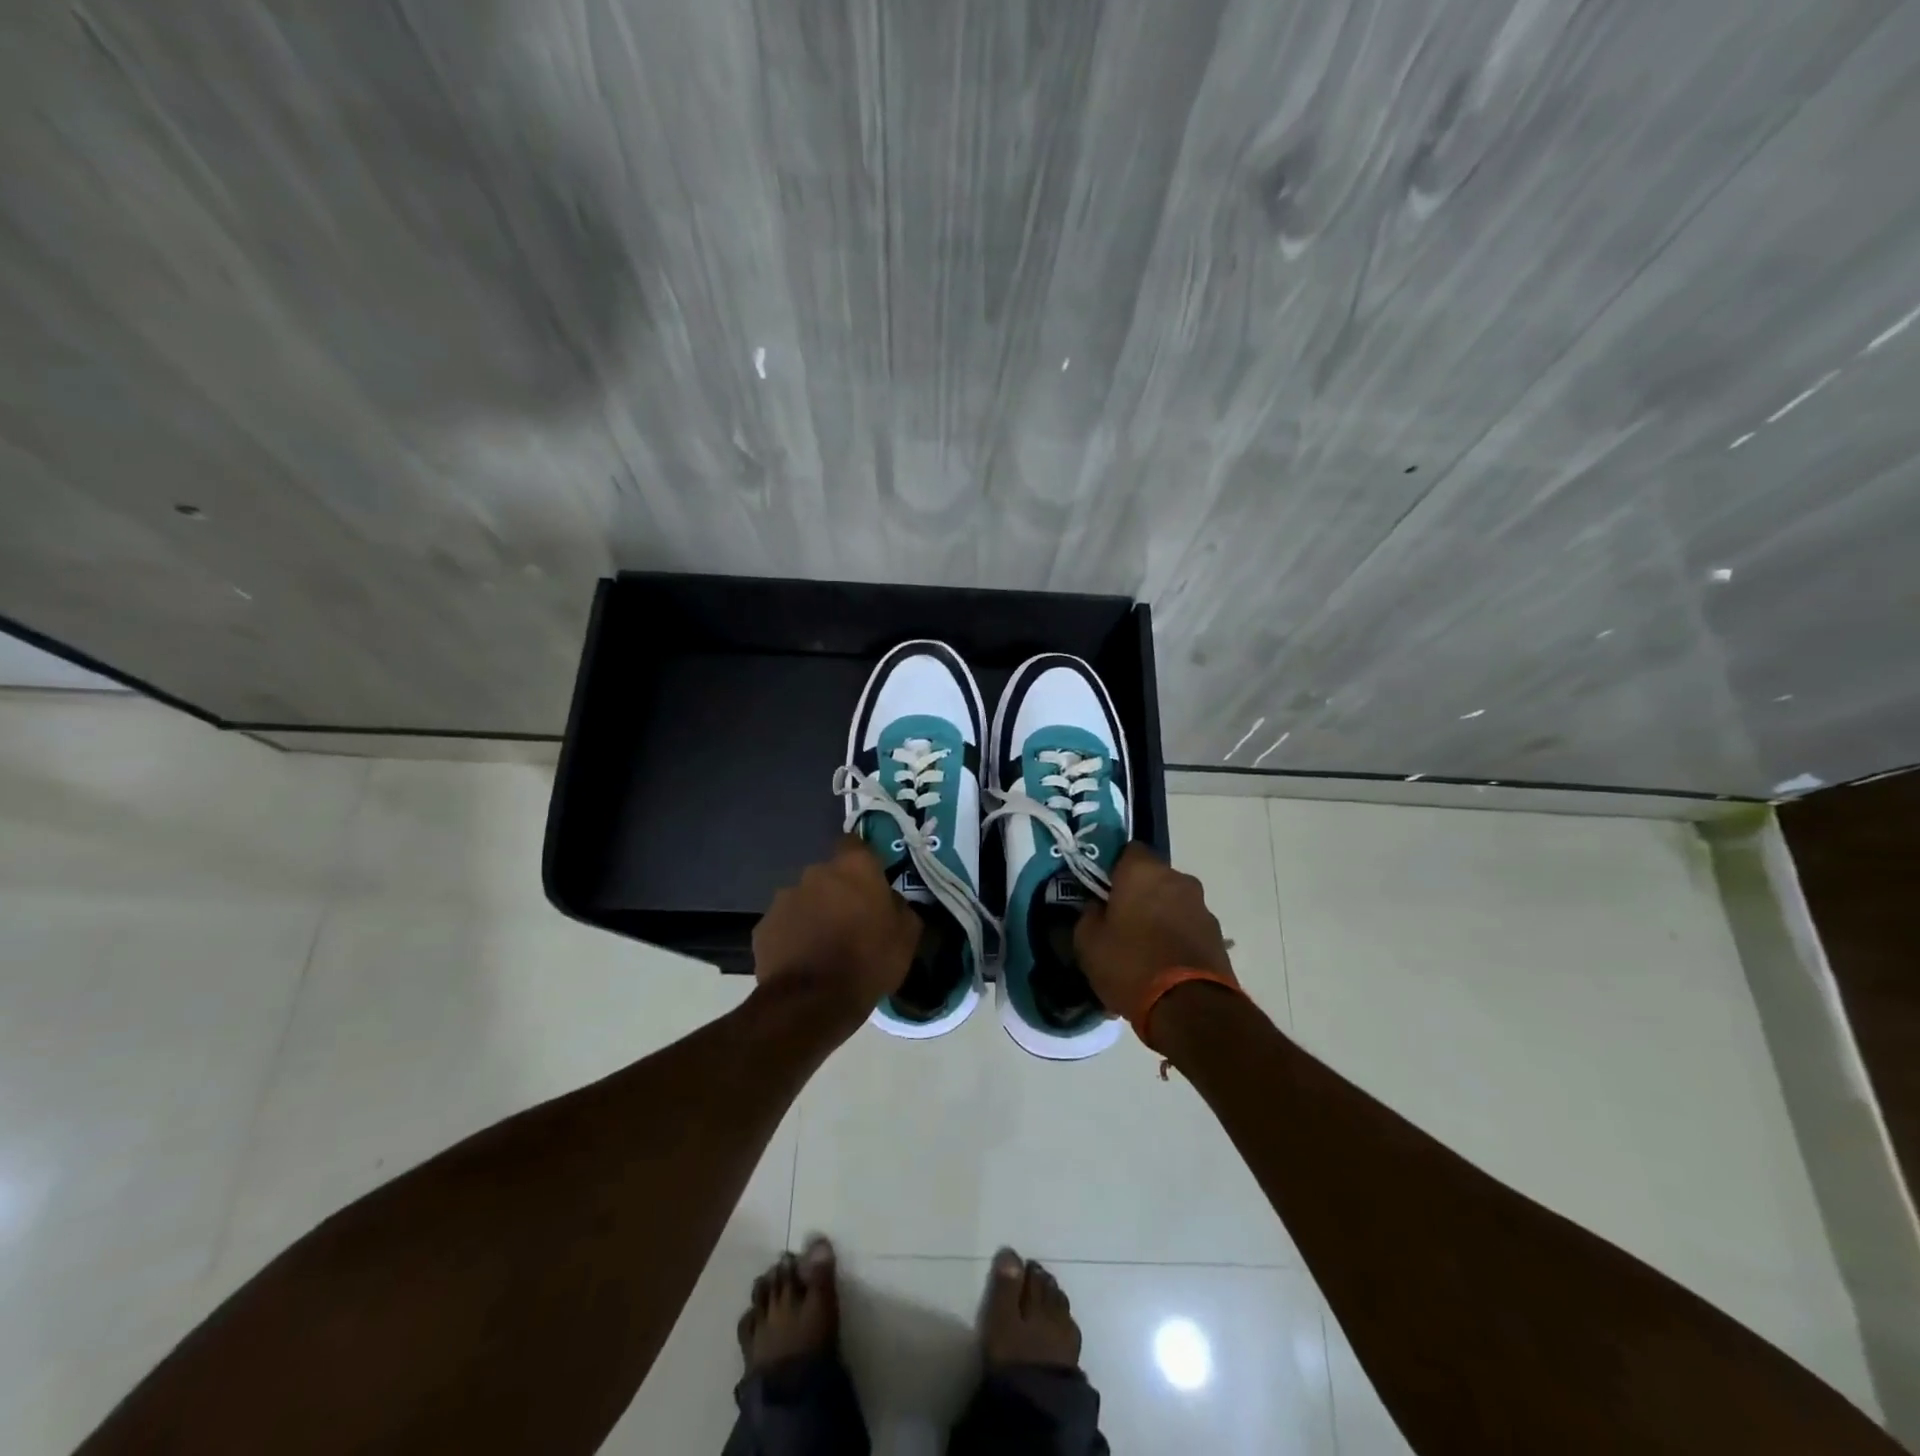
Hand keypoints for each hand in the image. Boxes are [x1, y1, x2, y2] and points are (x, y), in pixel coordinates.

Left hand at [753, 836, 920, 1014]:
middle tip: (851, 921)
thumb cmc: (868, 962)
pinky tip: (803, 961)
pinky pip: (785, 924)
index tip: (871, 882)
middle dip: (838, 892)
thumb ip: (900, 907)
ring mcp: (784, 898)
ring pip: (805, 899)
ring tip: (824, 946)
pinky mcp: (763, 926)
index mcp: (853, 867)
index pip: (855, 844)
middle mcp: (816, 873)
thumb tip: (890, 901)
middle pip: (829, 875)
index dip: (863, 860)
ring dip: (815, 914)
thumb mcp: (907, 936)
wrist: (811, 1003)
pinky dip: (793, 936)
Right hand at [1074, 843, 1237, 1021]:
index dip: (1114, 868)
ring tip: (1143, 950)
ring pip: (1173, 904)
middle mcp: (1178, 880)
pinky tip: (1162, 967)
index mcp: (1144, 871)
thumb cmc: (1130, 964)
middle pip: (1153, 878)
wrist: (1189, 1009)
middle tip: (1120, 922)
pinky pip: (1188, 929)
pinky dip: (1176, 939)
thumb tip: (1096, 907)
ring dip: (1160, 917)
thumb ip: (1088, 915)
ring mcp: (1203, 908)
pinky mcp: (1218, 937)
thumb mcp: (1088, 942)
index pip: (1128, 850)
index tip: (1102, 890)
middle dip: (1138, 895)